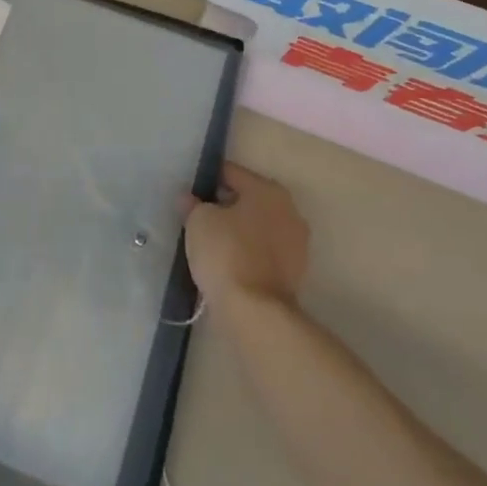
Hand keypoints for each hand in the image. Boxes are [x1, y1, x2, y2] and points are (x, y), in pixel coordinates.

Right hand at [181, 162, 309, 308]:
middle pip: (248, 199)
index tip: (189, 192)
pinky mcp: (294, 273)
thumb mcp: (199, 221)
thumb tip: (190, 198)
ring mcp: (296, 243)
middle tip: (197, 217)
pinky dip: (247, 253)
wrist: (255, 312)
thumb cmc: (226, 253)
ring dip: (237, 231)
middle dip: (224, 205)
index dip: (207, 180)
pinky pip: (263, 252)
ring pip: (257, 227)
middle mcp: (289, 210)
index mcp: (268, 190)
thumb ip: (194, 204)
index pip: (232, 173)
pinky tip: (226, 263)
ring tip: (210, 243)